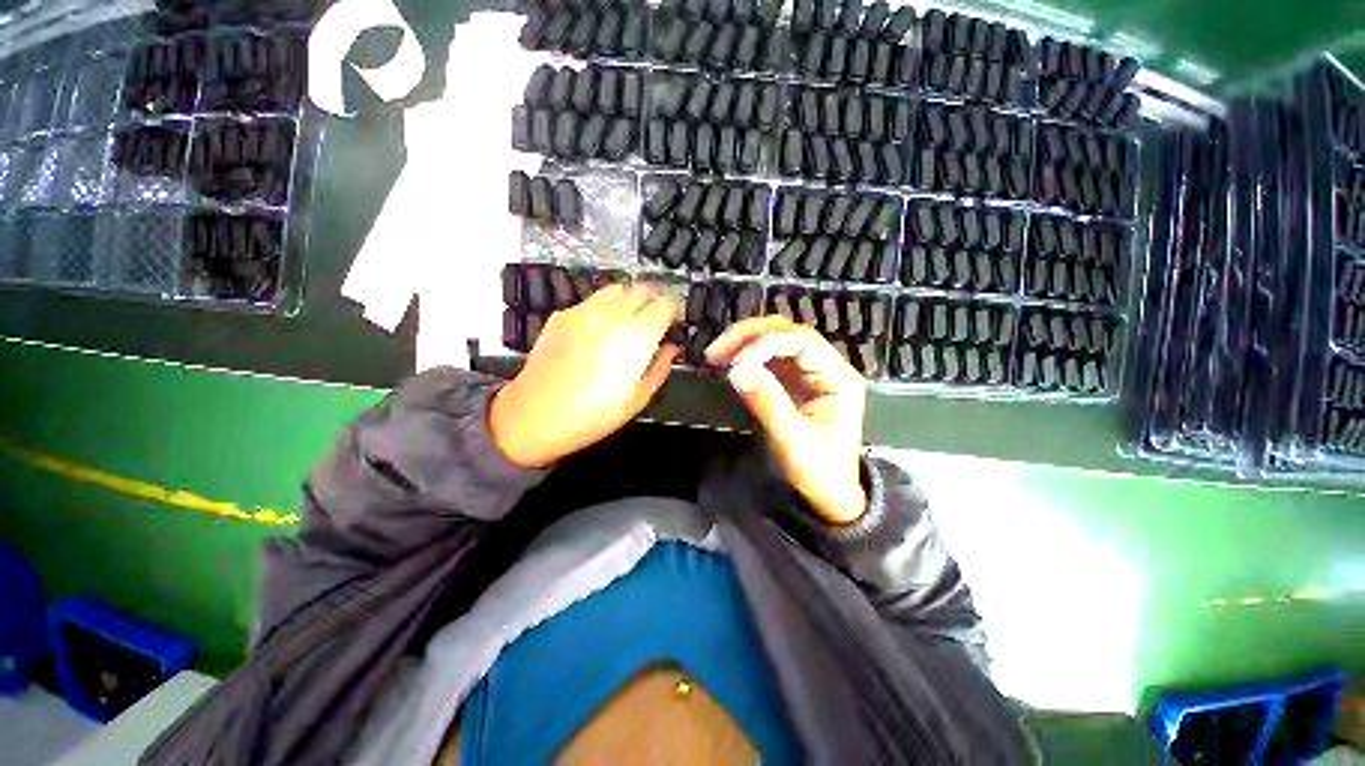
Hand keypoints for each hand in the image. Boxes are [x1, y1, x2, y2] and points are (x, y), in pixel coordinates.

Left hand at [490, 283, 680, 467]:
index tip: (672, 325)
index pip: (666, 302)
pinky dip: (603, 308)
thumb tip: (671, 349)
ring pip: (616, 289)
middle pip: (642, 289)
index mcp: (637, 335)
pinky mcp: (562, 315)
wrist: (535, 414)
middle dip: (654, 301)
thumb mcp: (638, 398)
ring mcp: (584, 311)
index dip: (674, 312)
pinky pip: (591, 301)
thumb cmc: (592, 414)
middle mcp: (612, 314)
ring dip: (629, 300)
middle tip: (655, 322)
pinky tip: (598, 332)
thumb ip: (661, 367)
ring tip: (628, 323)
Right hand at [706, 317, 867, 524]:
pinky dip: (747, 356)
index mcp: (838, 378)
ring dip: (745, 342)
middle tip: (717, 350)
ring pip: (776, 340)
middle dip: (751, 335)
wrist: (828, 495)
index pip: (802, 341)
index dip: (766, 344)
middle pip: (788, 332)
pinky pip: (769, 358)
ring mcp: (809, 373)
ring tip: (717, 354)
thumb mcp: (793, 440)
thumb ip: (767, 402)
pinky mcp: (793, 382)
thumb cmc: (818, 471)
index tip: (736, 362)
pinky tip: (729, 362)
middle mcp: (826, 367)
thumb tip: (736, 370)